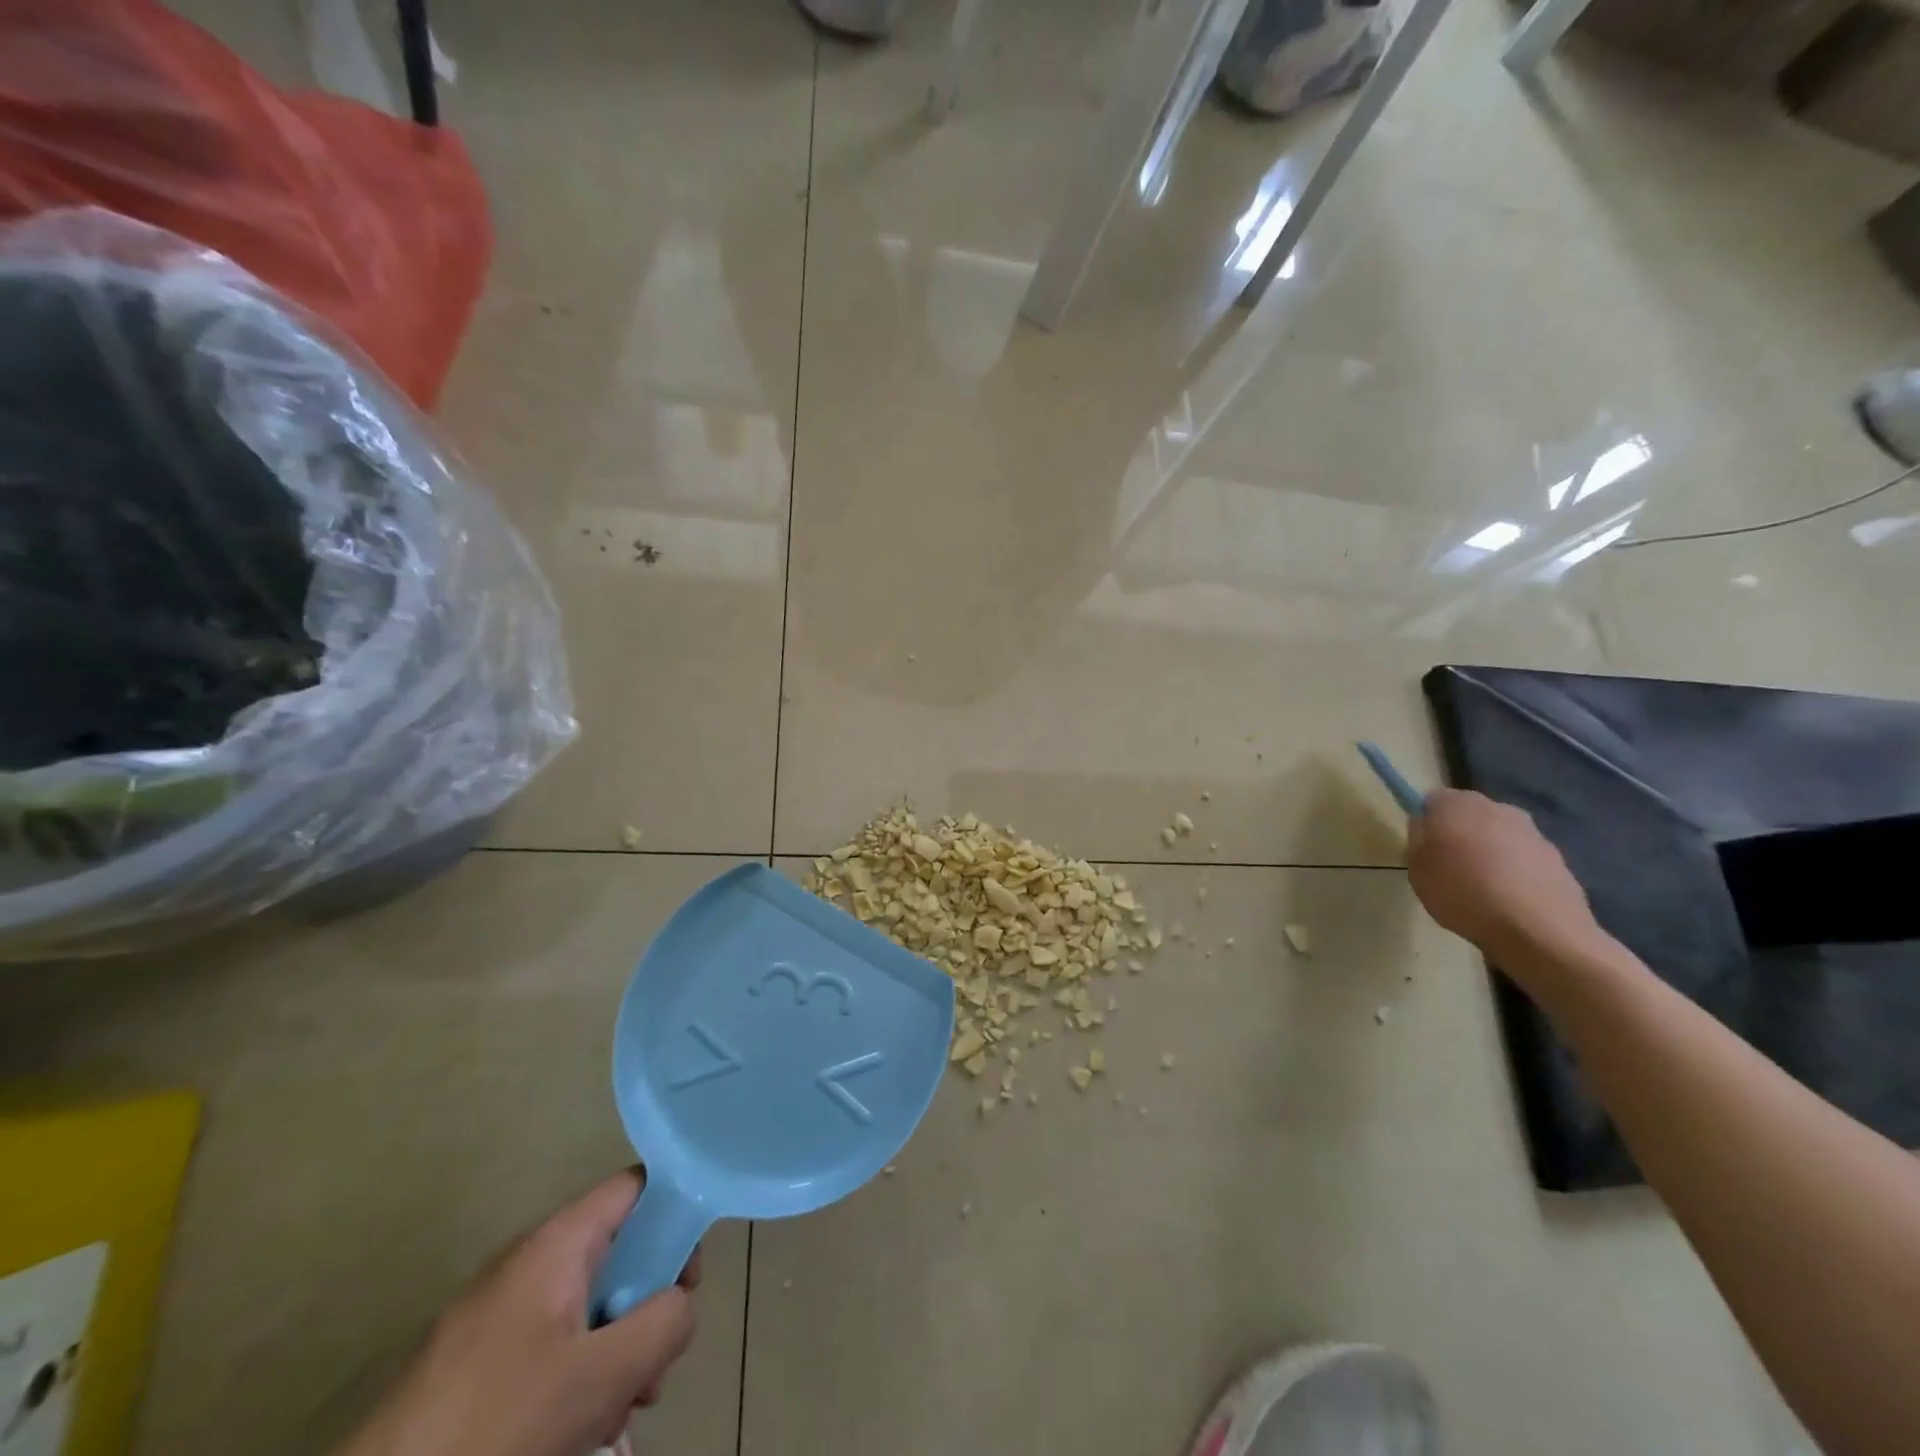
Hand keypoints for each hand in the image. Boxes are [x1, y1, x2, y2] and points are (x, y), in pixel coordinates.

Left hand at [337, 1170, 699, 1455]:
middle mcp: (530, 1262)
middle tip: (651, 1369)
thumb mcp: (601, 1376)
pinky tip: (577, 1433)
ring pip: (586, 1309)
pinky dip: (576, 1380)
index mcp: (558, 1243)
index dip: (675, 1214)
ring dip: (614, 1355)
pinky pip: (550, 1347)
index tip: (687, 1279)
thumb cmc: (496, 1423)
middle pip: (617, 1253)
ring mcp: (499, 1313)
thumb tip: (681, 1303)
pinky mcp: (477, 1361)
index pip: (637, 1186)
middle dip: (646, 1308)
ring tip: (616, 1416)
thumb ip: (663, 1324)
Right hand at [1407, 789, 1601, 965]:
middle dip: (1460, 833)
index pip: (1432, 801)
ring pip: (1499, 835)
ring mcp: (1532, 831)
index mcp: (1456, 805)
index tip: (1423, 848)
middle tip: (1449, 866)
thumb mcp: (1417, 871)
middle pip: (1469, 814)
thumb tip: (1427, 829)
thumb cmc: (1463, 894)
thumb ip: (1419, 842)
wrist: (1538, 930)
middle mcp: (1496, 807)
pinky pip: (1523, 857)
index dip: (1426, 823)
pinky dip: (1514, 871)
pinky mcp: (1558, 857)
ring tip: (1482, 888)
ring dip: (1489, 852)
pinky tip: (1508, 899)